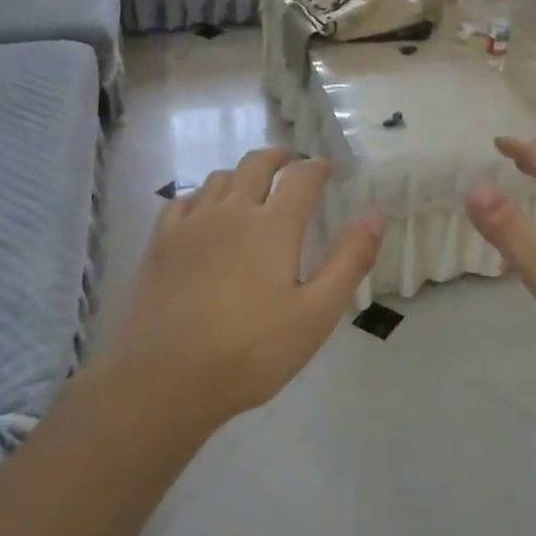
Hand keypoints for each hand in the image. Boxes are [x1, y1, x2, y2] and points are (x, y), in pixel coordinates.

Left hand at [102, 148, 382, 423]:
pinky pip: (185, 200)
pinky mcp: (160, 241)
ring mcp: (191, 223)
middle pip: (256, 164)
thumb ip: (349, 260)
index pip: (301, 177)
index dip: (318, 167)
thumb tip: (375, 213)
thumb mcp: (316, 314)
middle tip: (292, 163)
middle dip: (279, 157)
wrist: (165, 379)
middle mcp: (231, 211)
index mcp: (273, 226)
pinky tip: (206, 212)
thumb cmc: (251, 351)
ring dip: (242, 173)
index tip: (329, 169)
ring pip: (219, 177)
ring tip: (252, 187)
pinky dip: (204, 194)